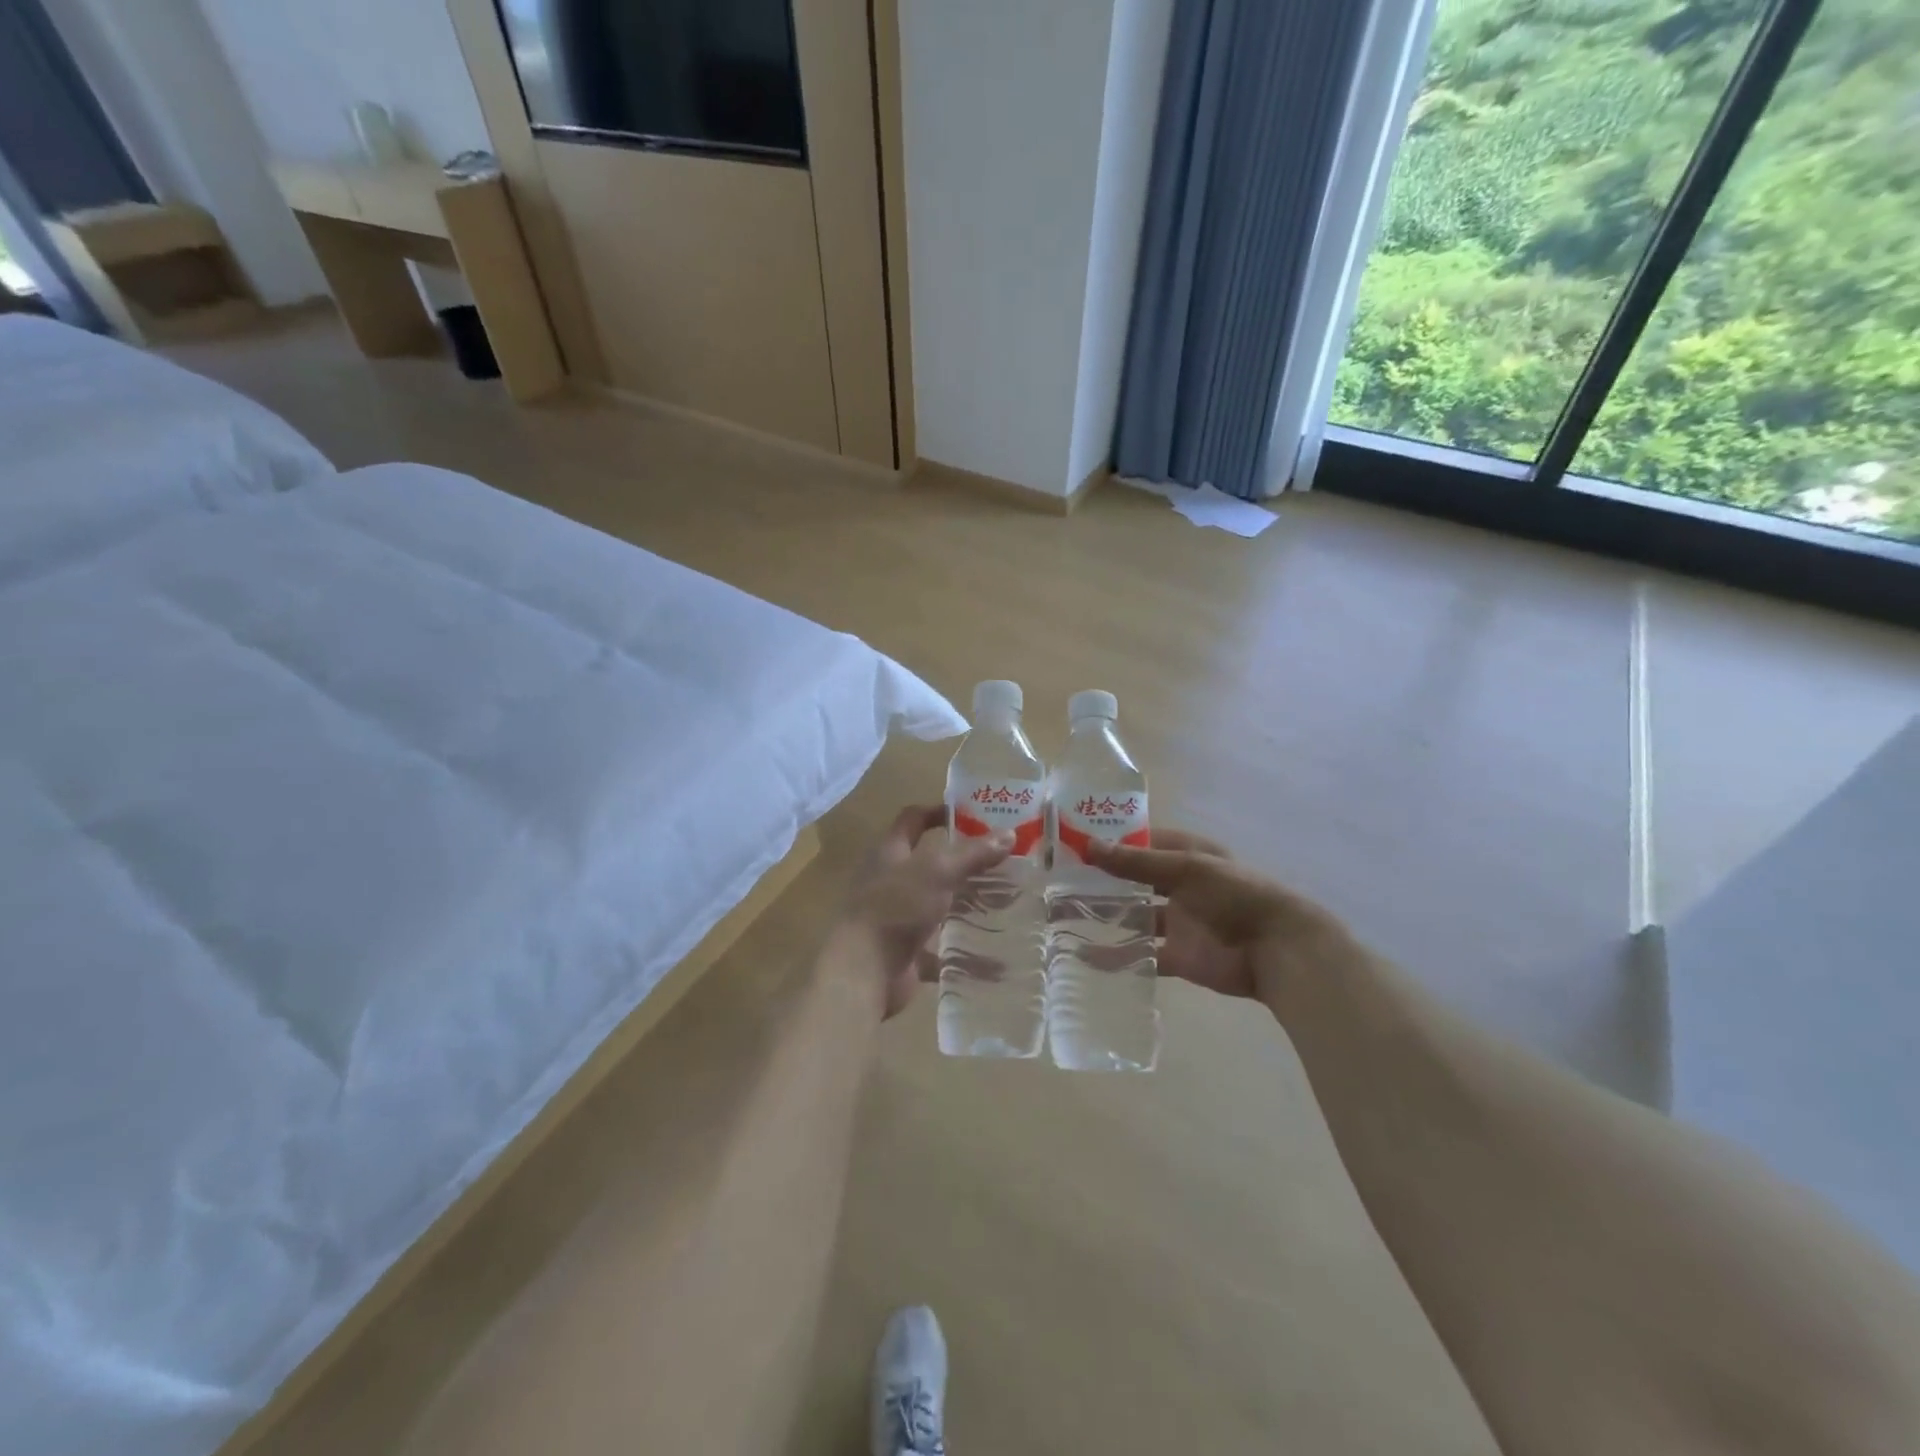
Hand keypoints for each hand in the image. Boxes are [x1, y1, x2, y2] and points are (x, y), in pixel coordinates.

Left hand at [841, 805, 1010, 1017]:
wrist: (864, 971)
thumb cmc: (896, 908)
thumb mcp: (937, 872)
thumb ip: (972, 854)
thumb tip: (1009, 834)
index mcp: (891, 853)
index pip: (913, 819)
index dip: (939, 811)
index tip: (973, 813)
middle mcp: (892, 881)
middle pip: (930, 863)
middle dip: (965, 862)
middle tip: (1003, 860)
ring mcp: (899, 917)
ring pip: (938, 905)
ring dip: (967, 905)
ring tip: (1007, 901)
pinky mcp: (907, 951)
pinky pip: (941, 948)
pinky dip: (965, 952)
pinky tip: (995, 954)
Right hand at [1084, 829, 1352, 1003]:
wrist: (1278, 951)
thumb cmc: (1236, 895)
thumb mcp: (1186, 869)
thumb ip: (1136, 863)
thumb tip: (1088, 846)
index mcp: (1186, 855)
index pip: (1139, 842)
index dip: (1108, 842)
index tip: (1070, 843)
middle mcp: (1178, 885)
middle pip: (1132, 881)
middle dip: (1099, 881)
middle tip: (1056, 881)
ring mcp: (1178, 921)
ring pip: (1133, 917)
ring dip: (1103, 917)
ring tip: (1061, 916)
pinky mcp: (1179, 956)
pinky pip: (1142, 954)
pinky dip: (1117, 956)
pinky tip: (1086, 955)